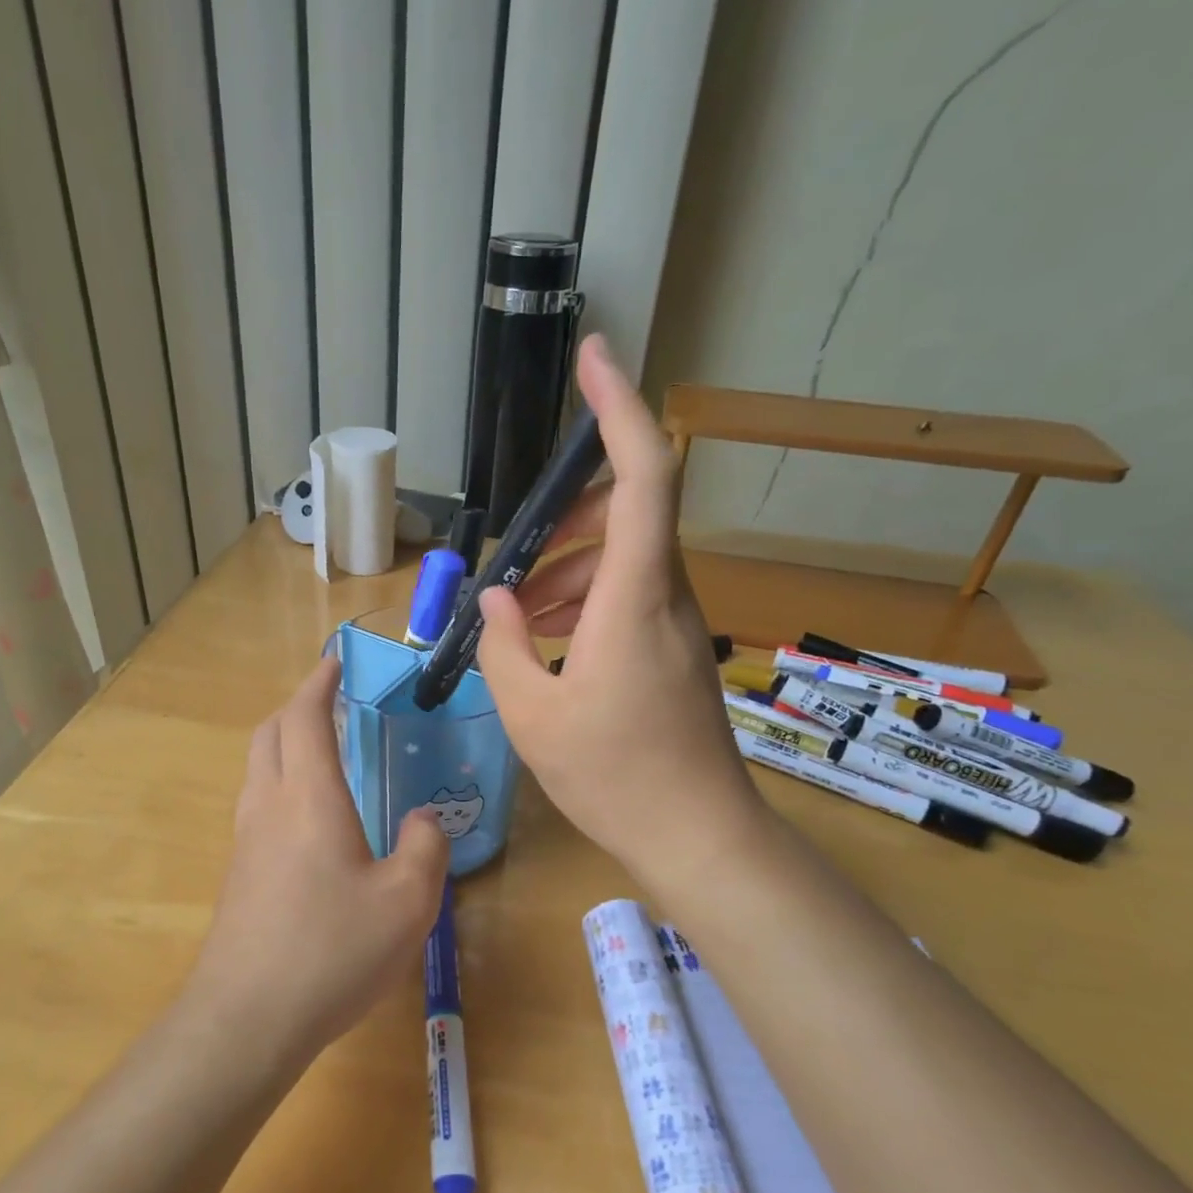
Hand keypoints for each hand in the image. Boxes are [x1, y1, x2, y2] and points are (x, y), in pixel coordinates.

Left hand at [186, 657, 449, 1069]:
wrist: (246, 1020)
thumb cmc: (332, 951)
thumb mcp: (407, 901)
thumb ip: (424, 847)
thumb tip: (422, 820)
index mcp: (308, 797)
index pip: (305, 717)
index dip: (319, 683)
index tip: (334, 660)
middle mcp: (268, 806)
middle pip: (270, 733)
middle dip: (296, 706)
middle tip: (329, 700)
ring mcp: (245, 841)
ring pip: (257, 768)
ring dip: (283, 743)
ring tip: (320, 749)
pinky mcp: (239, 874)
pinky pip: (256, 804)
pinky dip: (279, 782)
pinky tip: (308, 817)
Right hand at [475, 335, 764, 889]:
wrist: (696, 835)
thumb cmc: (613, 777)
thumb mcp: (533, 715)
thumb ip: (504, 645)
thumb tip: (496, 600)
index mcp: (633, 598)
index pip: (642, 476)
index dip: (620, 408)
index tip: (594, 357)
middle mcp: (666, 595)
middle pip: (628, 511)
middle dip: (566, 515)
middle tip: (515, 558)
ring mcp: (677, 622)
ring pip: (624, 557)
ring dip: (568, 567)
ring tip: (519, 613)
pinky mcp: (675, 649)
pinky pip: (630, 595)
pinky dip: (585, 598)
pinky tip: (549, 640)